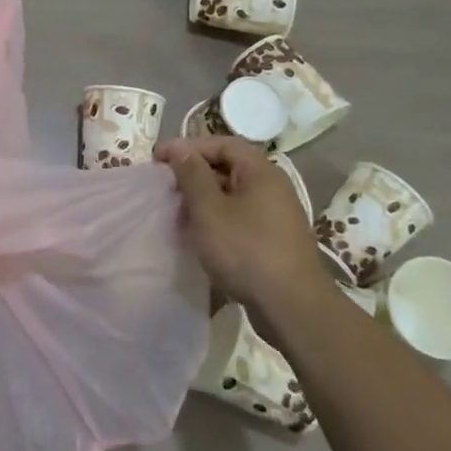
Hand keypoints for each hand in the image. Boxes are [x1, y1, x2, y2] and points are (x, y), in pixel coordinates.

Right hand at [157, 136, 325, 315]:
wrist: (292, 306)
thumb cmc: (246, 250)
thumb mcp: (210, 210)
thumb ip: (192, 175)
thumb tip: (180, 149)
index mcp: (260, 172)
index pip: (222, 144)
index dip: (188, 147)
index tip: (158, 159)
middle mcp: (272, 187)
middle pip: (229, 167)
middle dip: (194, 174)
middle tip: (166, 187)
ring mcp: (276, 215)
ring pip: (233, 195)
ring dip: (204, 199)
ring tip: (179, 214)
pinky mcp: (274, 240)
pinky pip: (240, 217)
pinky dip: (217, 219)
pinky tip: (201, 237)